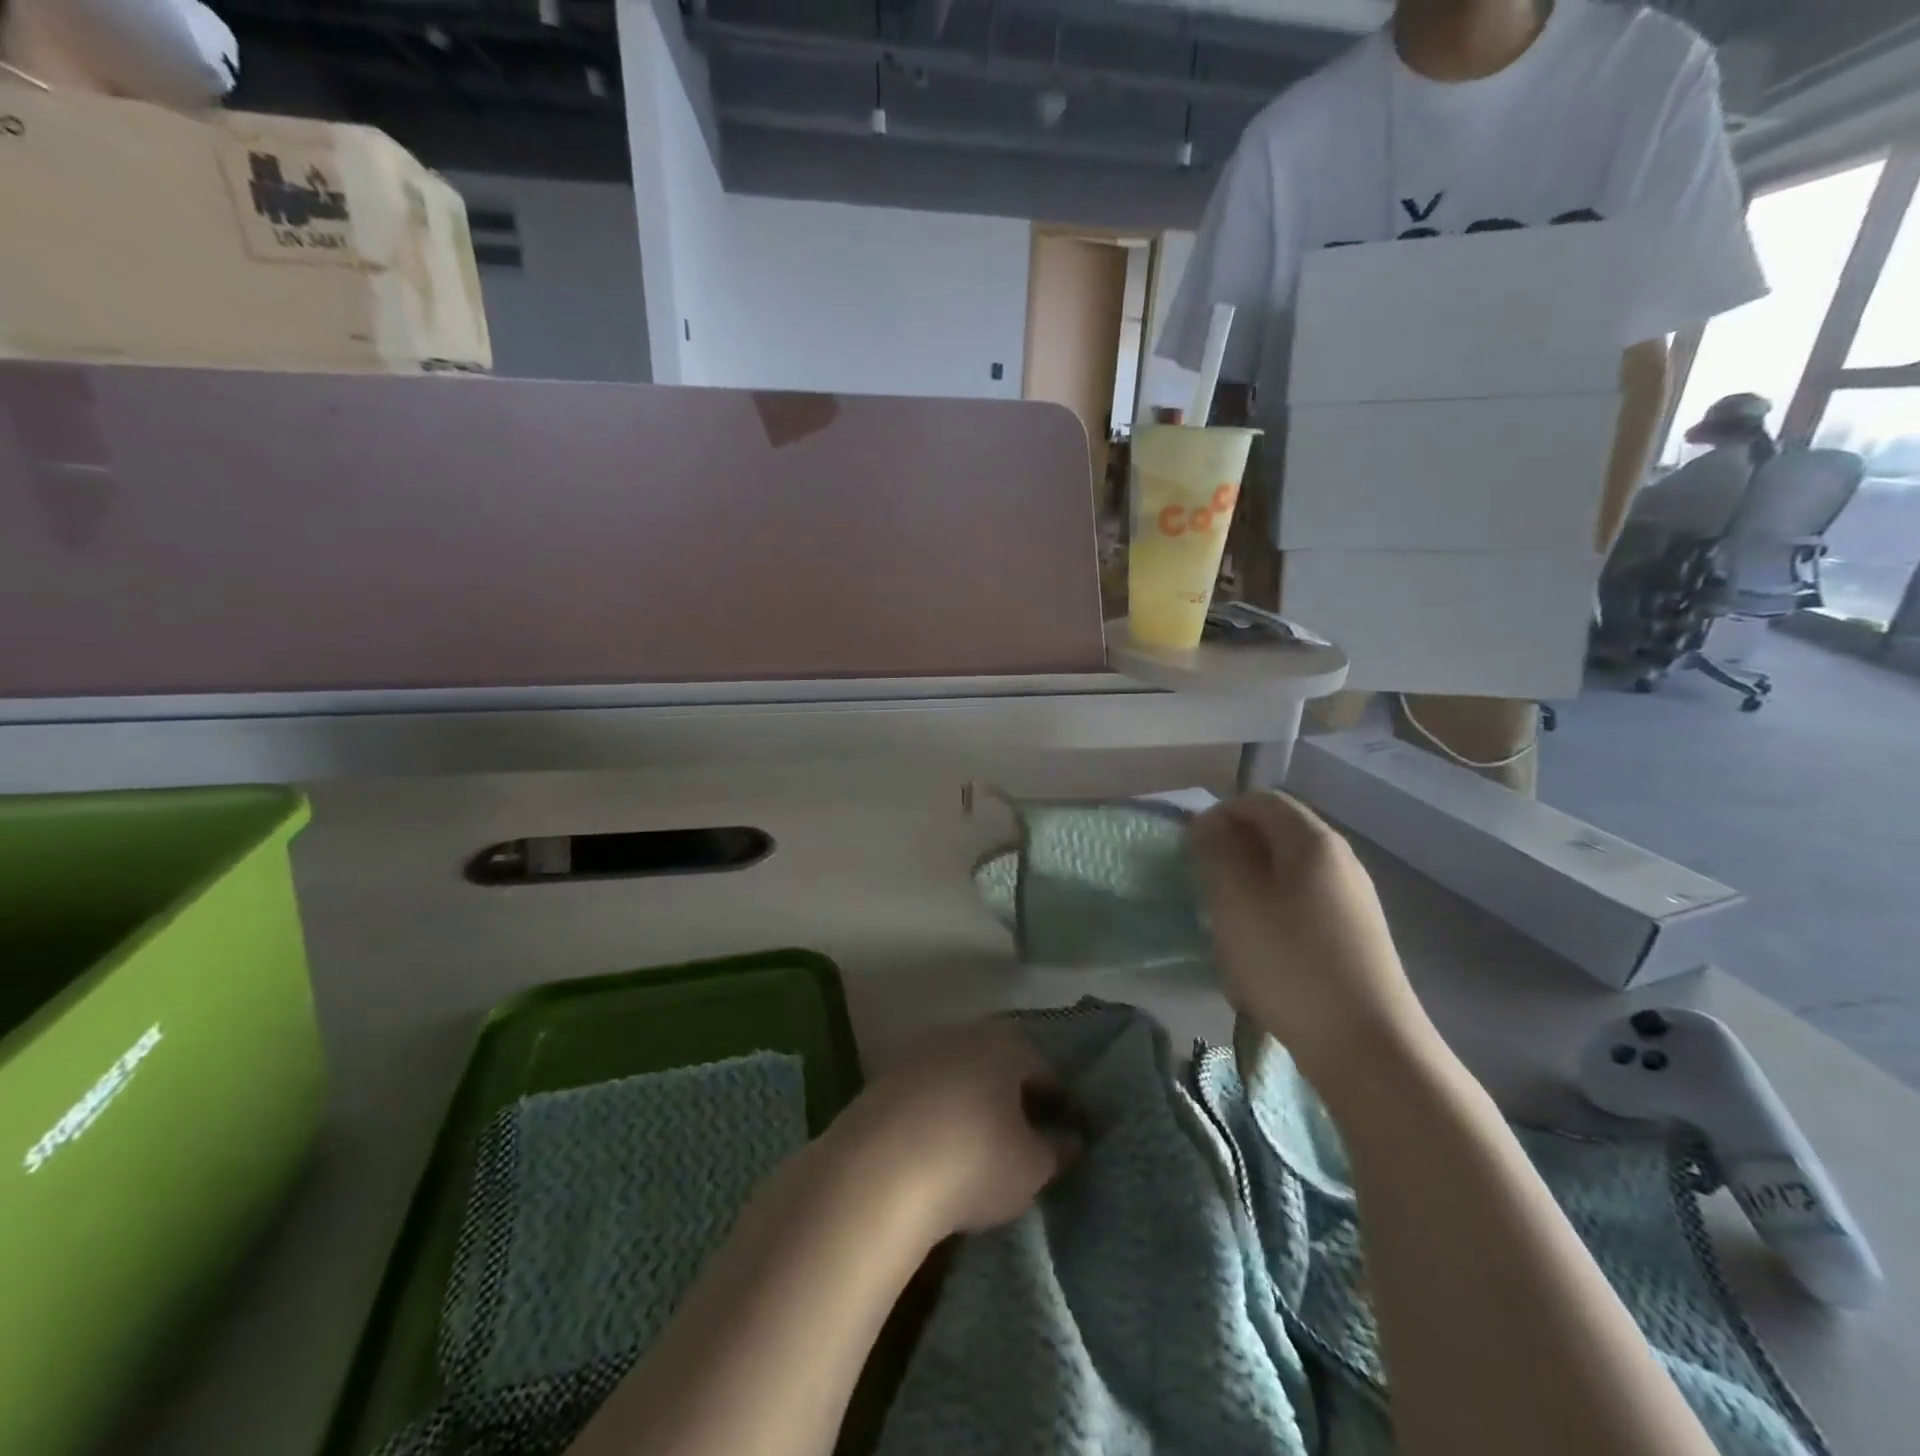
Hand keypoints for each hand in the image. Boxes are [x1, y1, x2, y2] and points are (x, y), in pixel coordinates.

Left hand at [822, 1022, 1079, 1241]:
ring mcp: (919, 1053)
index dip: (1060, 1107)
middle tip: (1023, 1144)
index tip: (1065, 1140)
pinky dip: (938, 1116)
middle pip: (1000, 1067)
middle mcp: (963, 1034)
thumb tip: (1069, 1139)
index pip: (1046, 1071)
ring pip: (960, 1077)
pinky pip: (926, 1095)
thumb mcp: (1031, 1167)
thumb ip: (1057, 1150)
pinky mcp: (884, 1078)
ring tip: (978, 1152)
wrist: (879, 1169)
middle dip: (1013, 1100)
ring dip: (973, 1106)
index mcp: (1006, 1044)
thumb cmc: (974, 1160)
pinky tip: (938, 1150)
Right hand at [1191, 792, 1435, 1082]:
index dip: (1220, 814)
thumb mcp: (1236, 902)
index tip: (1191, 848)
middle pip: (1277, 833)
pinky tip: (1260, 951)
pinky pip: (1303, 903)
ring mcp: (1352, 900)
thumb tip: (1208, 825)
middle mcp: (1340, 860)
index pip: (1261, 800)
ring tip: (1226, 920)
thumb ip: (1216, 852)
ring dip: (1250, 884)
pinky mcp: (1356, 935)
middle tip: (1205, 885)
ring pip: (1288, 871)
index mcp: (1313, 842)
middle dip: (1234, 850)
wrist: (1368, 1047)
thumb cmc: (1289, 963)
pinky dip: (1273, 911)